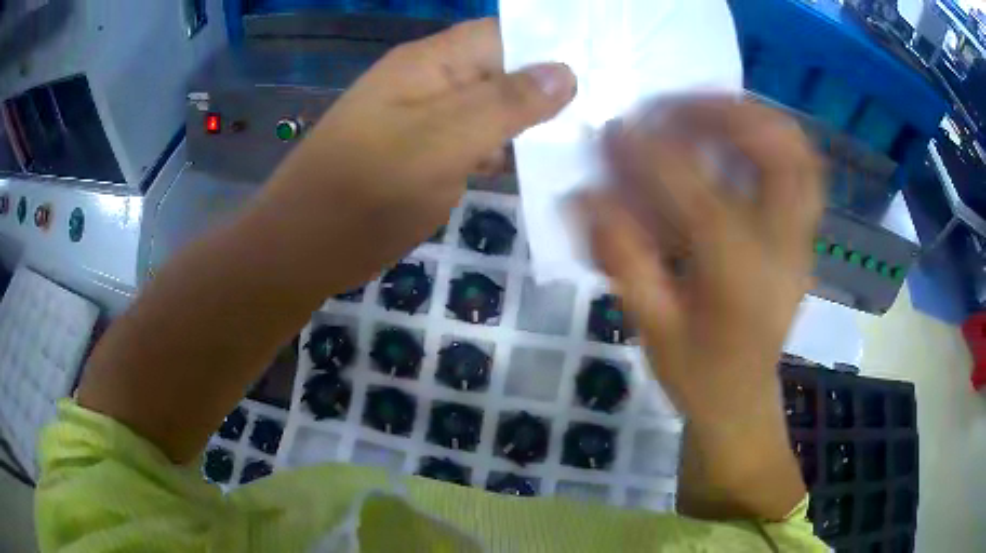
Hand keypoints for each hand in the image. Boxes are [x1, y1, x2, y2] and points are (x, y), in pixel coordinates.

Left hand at [261, 18, 576, 287]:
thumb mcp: (442, 141)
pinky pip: (474, 141)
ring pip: (490, 109)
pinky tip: (538, 165)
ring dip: (530, 122)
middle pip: (500, 71)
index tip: (602, 68)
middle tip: (606, 112)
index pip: (503, 35)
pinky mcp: (423, 156)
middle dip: (549, 88)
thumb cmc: (367, 191)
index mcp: (430, 63)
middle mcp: (429, 82)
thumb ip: (505, 103)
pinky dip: (505, 150)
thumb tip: (566, 71)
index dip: (551, 46)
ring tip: (587, 138)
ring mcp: (425, 121)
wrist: (303, 248)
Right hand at [581, 98, 823, 520]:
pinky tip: (736, 135)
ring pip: (801, 155)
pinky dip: (773, 139)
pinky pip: (803, 171)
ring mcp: (803, 241)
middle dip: (727, 113)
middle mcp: (784, 250)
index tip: (616, 130)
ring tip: (708, 107)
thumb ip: (622, 259)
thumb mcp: (652, 328)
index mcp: (742, 281)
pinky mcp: (805, 238)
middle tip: (677, 104)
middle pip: (780, 155)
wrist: (743, 399)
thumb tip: (584, 195)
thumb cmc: (697, 374)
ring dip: (756, 117)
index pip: (701, 197)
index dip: (654, 155)